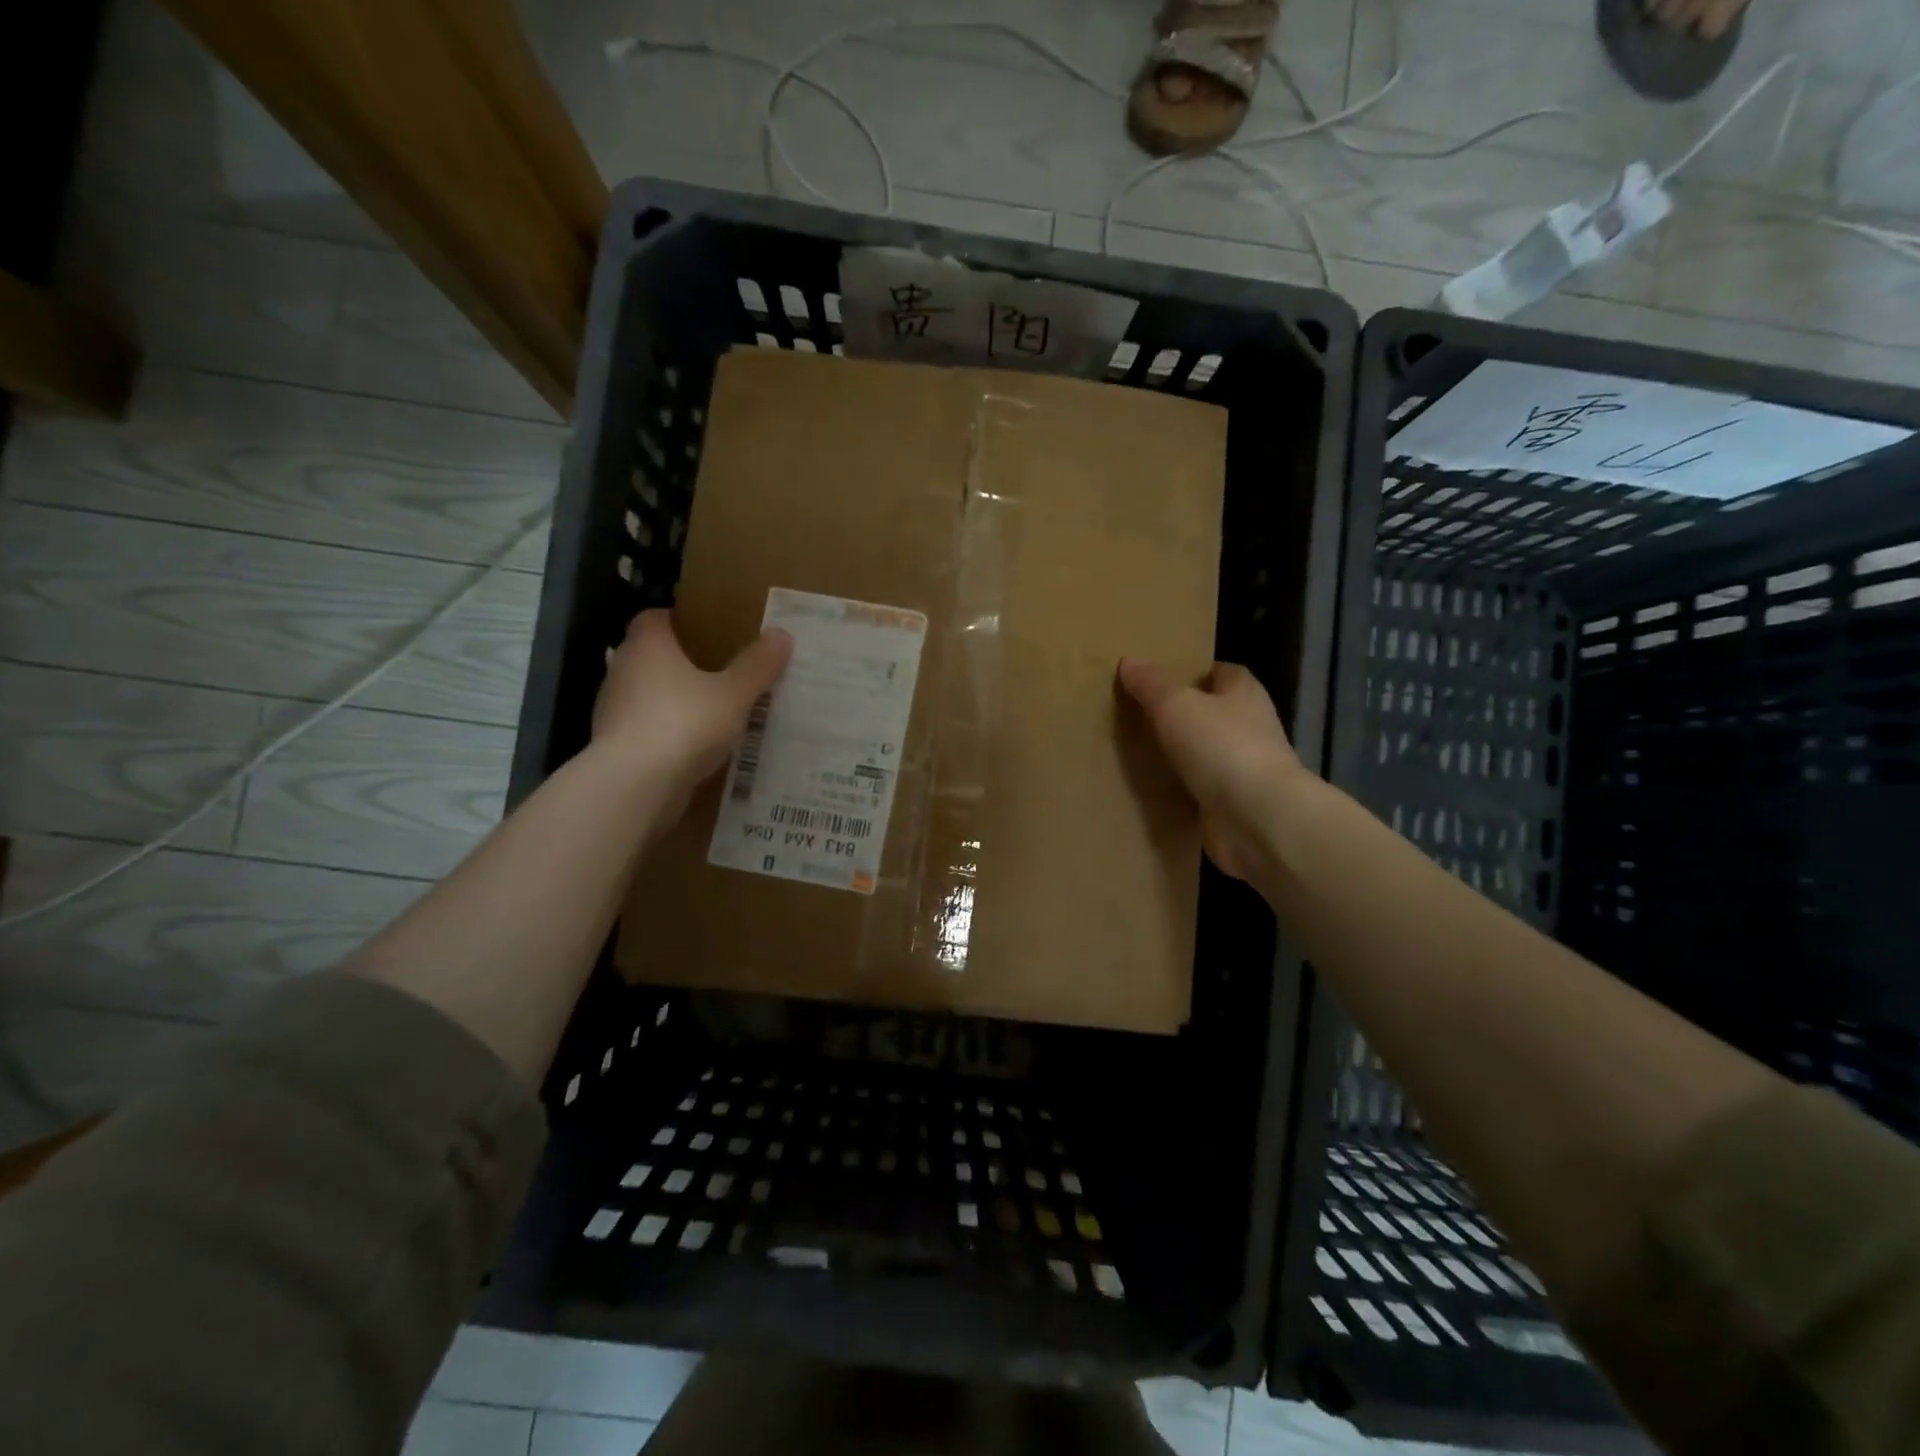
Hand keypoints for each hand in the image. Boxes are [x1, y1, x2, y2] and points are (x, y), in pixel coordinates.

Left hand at [594, 610, 792, 811]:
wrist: (635, 785)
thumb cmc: (684, 723)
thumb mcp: (734, 694)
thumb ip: (757, 666)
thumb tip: (781, 635)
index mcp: (647, 645)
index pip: (656, 618)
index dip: (681, 621)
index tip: (711, 632)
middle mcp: (623, 670)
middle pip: (652, 656)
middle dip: (683, 663)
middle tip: (723, 671)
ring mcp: (614, 710)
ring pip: (649, 695)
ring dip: (675, 700)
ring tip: (714, 711)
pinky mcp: (615, 745)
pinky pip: (648, 729)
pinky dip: (668, 733)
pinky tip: (697, 747)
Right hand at [1117, 658, 1305, 885]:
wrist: (1255, 818)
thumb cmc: (1221, 746)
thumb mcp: (1176, 705)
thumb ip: (1151, 684)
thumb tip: (1128, 661)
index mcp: (1244, 693)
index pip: (1222, 672)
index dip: (1194, 672)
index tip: (1159, 679)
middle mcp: (1250, 727)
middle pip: (1212, 713)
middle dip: (1182, 714)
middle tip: (1138, 714)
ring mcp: (1243, 769)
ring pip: (1205, 753)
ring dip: (1179, 754)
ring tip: (1136, 750)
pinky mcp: (1231, 805)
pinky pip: (1199, 790)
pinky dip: (1179, 790)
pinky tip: (1150, 789)